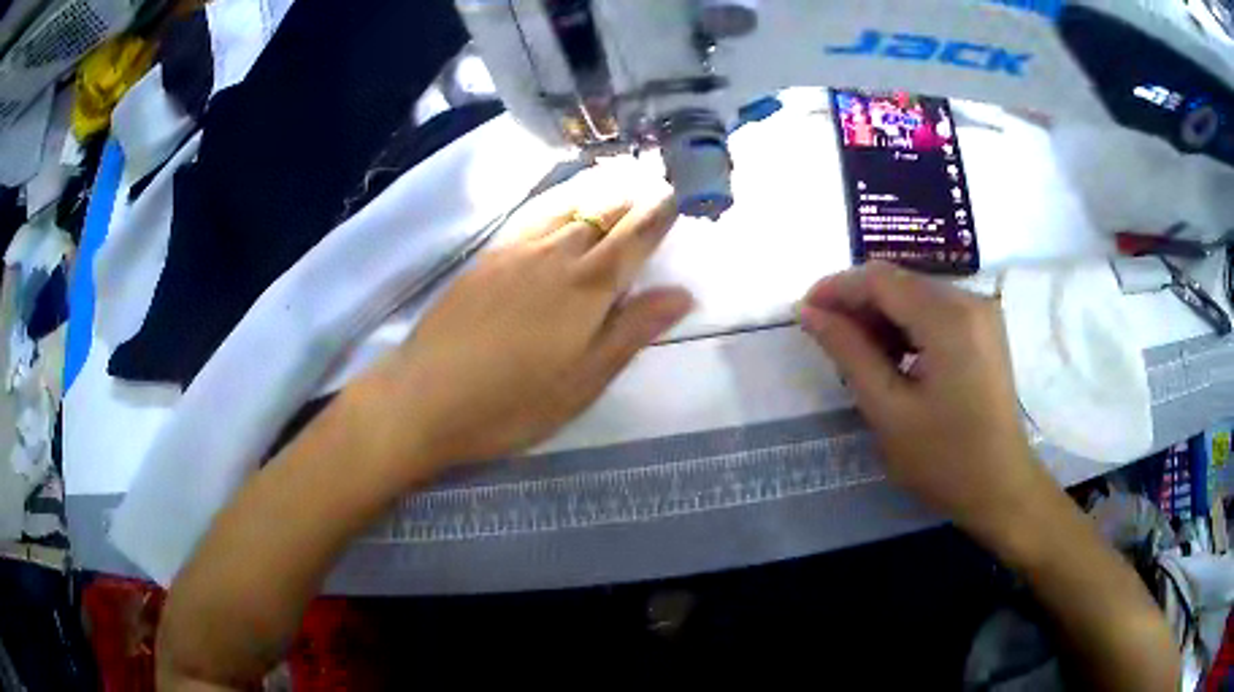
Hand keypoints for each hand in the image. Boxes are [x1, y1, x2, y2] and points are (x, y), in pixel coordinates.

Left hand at [352, 194, 692, 480]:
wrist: (423, 397)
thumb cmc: (512, 403)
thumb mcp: (583, 381)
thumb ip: (632, 331)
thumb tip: (681, 293)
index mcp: (587, 287)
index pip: (634, 237)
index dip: (658, 215)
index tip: (675, 197)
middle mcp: (555, 255)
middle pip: (601, 215)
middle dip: (631, 200)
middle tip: (651, 189)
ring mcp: (514, 252)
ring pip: (566, 210)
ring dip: (596, 196)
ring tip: (614, 187)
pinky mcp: (484, 258)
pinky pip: (532, 217)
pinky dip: (557, 205)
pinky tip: (558, 209)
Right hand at [799, 262, 1054, 544]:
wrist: (1001, 486)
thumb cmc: (943, 458)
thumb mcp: (888, 409)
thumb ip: (848, 352)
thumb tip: (808, 313)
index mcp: (948, 317)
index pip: (881, 279)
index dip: (837, 288)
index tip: (804, 312)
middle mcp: (969, 299)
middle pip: (900, 281)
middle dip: (858, 304)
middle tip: (827, 340)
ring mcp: (981, 312)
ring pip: (916, 294)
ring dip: (881, 316)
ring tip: (857, 355)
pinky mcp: (984, 328)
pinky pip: (935, 310)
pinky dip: (906, 326)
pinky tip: (893, 357)